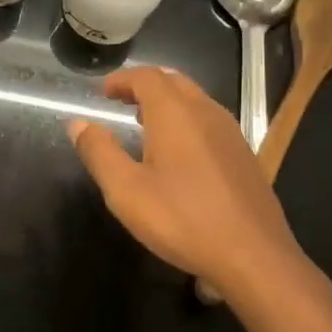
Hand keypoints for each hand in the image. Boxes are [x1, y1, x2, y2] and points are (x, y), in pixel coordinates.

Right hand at [68, 67, 308, 300]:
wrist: (254, 254)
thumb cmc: (183, 219)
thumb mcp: (127, 191)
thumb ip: (99, 152)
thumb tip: (78, 123)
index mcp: (175, 113)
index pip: (146, 77)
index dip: (122, 79)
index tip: (103, 93)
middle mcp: (206, 111)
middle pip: (173, 81)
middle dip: (145, 86)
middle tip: (122, 102)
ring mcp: (230, 131)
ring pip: (195, 99)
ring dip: (168, 102)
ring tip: (145, 123)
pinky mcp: (244, 154)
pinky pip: (210, 120)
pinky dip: (187, 120)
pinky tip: (180, 152)